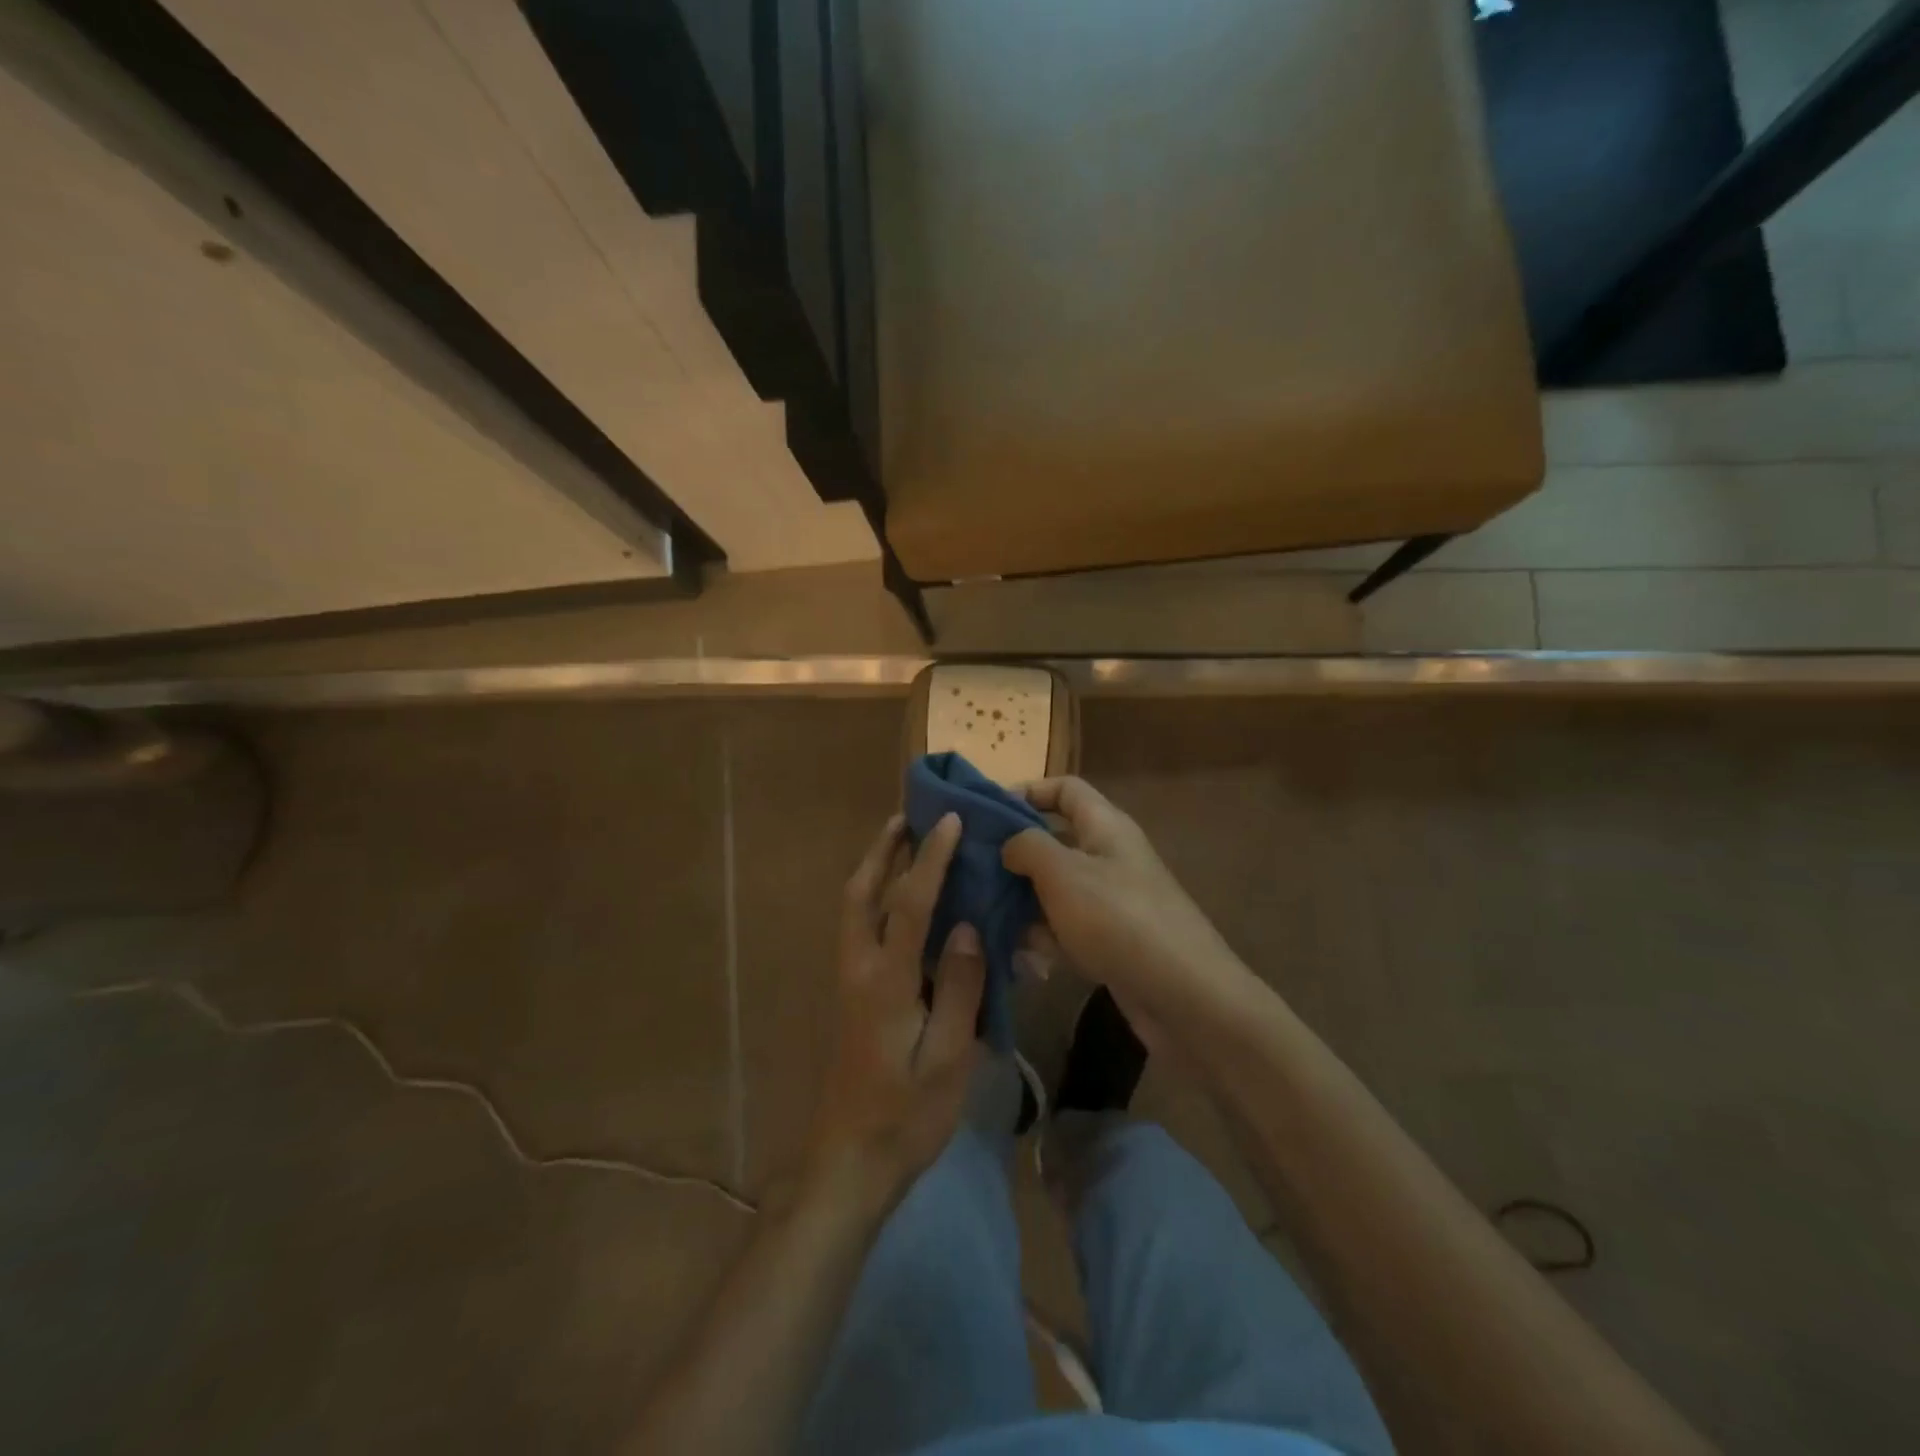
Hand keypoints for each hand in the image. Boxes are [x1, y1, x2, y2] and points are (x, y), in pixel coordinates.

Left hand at [804, 812, 985, 1215]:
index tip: (950, 821)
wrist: (850, 1161)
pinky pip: (861, 928)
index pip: (909, 903)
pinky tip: (904, 901)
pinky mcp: (853, 995)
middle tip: (907, 816)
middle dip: (883, 850)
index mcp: (884, 981)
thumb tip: (966, 926)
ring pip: (855, 908)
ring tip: (903, 841)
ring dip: (875, 868)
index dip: (931, 858)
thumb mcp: (946, 1058)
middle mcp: (859, 969)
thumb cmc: (905, 1115)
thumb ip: (958, 988)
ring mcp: (850, 981)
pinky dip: (877, 897)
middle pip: (862, 893)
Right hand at [1002, 777, 1254, 1047]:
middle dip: (1014, 855)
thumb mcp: (1063, 873)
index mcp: (1105, 826)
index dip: (1027, 791)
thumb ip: (1027, 847)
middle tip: (972, 871)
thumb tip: (1009, 844)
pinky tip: (1021, 957)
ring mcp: (1112, 900)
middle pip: (1054, 840)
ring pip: (1055, 888)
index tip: (986, 813)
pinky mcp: (1111, 940)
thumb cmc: (1118, 919)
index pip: (1065, 788)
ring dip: (1023, 902)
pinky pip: (1067, 927)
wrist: (1185, 996)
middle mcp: (1109, 855)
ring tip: (985, 920)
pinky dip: (1045, 937)